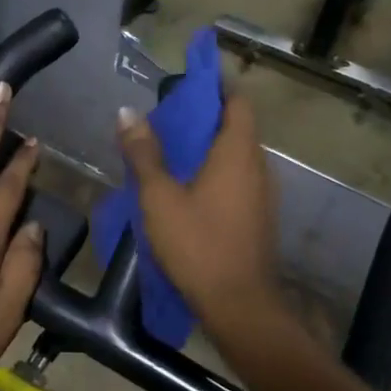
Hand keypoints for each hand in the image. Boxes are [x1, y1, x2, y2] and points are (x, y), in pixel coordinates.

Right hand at [116, 94, 279, 331]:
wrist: (239, 304)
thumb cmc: (198, 244)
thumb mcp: (159, 197)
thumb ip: (144, 153)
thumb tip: (128, 112)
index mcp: (238, 151)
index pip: (236, 101)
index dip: (213, 88)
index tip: (184, 86)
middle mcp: (258, 166)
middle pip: (236, 127)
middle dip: (204, 119)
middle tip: (166, 122)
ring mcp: (263, 194)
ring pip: (237, 156)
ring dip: (209, 149)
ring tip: (170, 155)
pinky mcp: (259, 217)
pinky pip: (238, 180)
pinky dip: (216, 174)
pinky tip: (188, 190)